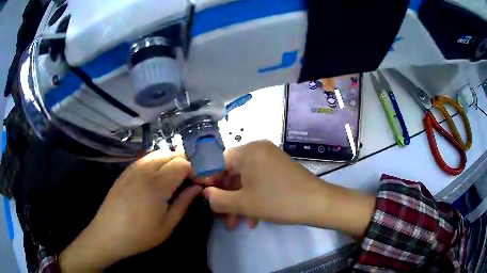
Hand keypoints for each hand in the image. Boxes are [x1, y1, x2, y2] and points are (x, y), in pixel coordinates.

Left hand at [59, 151, 201, 271]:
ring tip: (175, 178)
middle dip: (185, 163)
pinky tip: (158, 176)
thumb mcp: (167, 225)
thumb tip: (197, 188)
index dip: (194, 170)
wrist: (108, 234)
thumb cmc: (140, 235)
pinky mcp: (126, 171)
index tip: (198, 183)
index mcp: (157, 184)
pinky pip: (146, 158)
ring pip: (158, 153)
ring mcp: (133, 167)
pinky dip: (157, 161)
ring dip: (171, 161)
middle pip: (171, 154)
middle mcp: (145, 169)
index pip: (183, 164)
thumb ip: (184, 203)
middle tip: (189, 180)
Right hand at [203, 141, 374, 235]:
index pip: (218, 161)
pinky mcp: (279, 169)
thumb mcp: (244, 203)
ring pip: (246, 180)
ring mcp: (270, 159)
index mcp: (248, 151)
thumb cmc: (278, 201)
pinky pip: (259, 181)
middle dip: (226, 196)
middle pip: (232, 172)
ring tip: (235, 223)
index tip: (204, 196)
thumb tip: (205, 194)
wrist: (318, 203)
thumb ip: (219, 199)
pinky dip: (253, 198)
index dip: (209, 179)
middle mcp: (258, 150)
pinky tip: (253, 219)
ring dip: (239, 201)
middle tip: (220, 215)